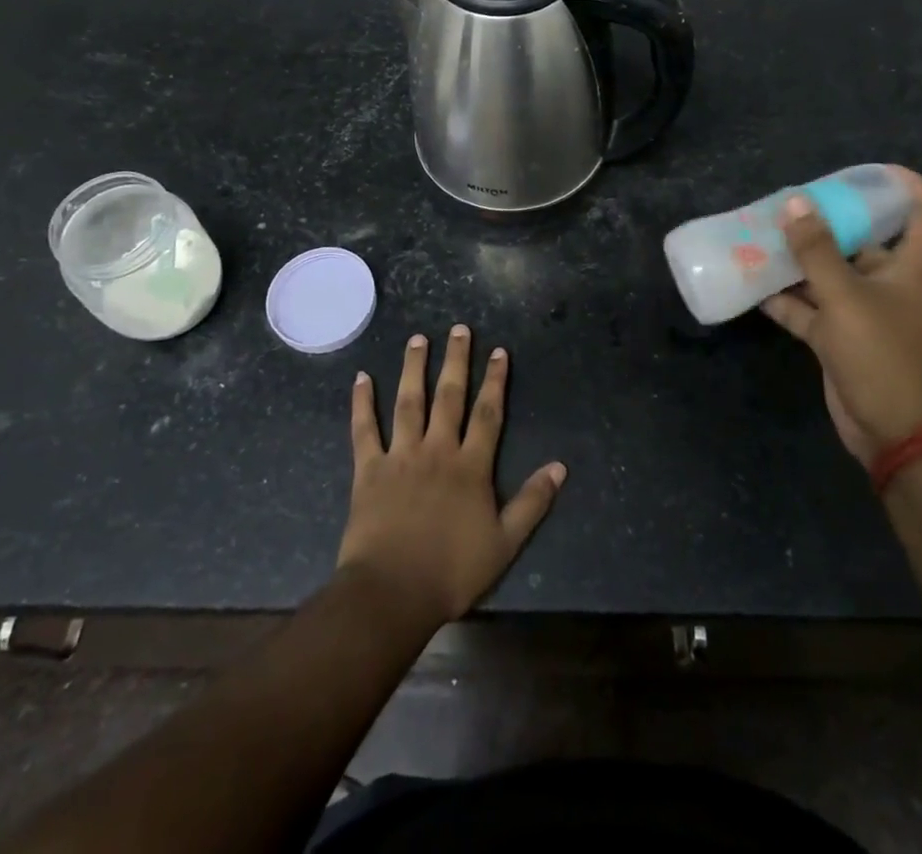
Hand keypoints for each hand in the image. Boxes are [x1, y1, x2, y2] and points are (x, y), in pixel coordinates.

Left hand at [336, 326, 565, 631]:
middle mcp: (438, 449)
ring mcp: (401, 455)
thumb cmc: (452, 571)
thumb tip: (560, 466)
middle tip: (459, 329)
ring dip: (414, 368)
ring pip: (409, 402)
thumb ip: (532, 502)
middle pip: (449, 396)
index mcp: (471, 466)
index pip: (488, 413)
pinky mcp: (369, 469)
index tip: (498, 351)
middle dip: (456, 360)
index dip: (495, 380)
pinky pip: (364, 429)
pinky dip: (362, 403)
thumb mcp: (505, 543)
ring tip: (418, 339)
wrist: (392, 593)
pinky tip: (362, 377)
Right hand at [760, 167, 921, 465]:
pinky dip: (781, 298)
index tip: (877, 170)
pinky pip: (805, 309)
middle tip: (788, 202)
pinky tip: (750, 283)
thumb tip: (796, 202)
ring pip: (824, 275)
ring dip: (795, 260)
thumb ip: (817, 251)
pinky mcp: (836, 339)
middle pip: (859, 242)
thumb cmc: (882, 355)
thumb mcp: (846, 298)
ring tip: (757, 235)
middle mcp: (884, 285)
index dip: (908, 188)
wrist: (895, 433)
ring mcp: (858, 313)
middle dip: (826, 223)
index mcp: (906, 269)